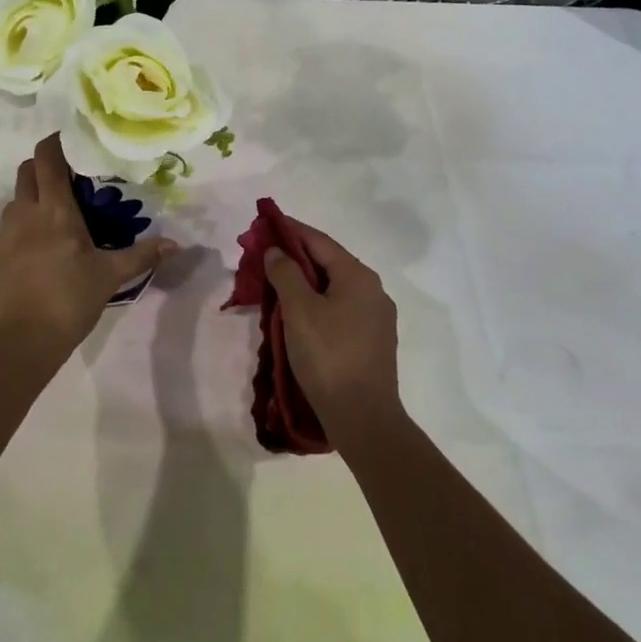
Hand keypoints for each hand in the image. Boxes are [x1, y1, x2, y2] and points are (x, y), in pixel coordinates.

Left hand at [0, 134, 176, 357]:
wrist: (24, 340)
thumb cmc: (70, 298)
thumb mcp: (110, 276)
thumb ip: (142, 255)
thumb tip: (175, 244)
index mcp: (53, 210)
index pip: (47, 158)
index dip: (55, 142)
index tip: (71, 140)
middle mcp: (24, 213)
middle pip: (25, 171)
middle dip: (43, 166)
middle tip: (69, 177)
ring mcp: (5, 236)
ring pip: (14, 200)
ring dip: (32, 196)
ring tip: (57, 214)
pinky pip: (9, 230)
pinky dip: (24, 227)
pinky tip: (42, 249)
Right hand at [264, 218, 400, 438]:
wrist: (362, 416)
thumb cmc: (328, 355)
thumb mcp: (299, 310)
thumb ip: (285, 273)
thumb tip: (277, 251)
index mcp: (358, 276)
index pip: (320, 241)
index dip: (291, 230)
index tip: (265, 224)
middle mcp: (373, 291)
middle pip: (329, 263)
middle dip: (295, 258)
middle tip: (264, 256)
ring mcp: (376, 318)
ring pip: (334, 289)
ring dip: (305, 283)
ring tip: (276, 285)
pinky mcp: (372, 342)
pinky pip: (340, 310)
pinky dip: (317, 304)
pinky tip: (298, 316)